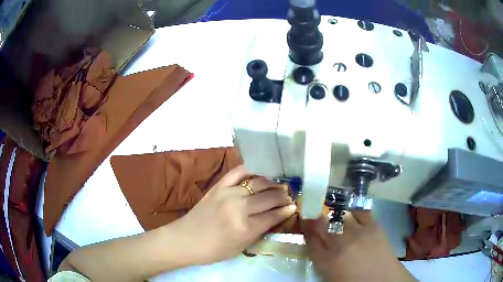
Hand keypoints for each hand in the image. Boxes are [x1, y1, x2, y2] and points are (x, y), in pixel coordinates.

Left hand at [171, 165, 295, 264]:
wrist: (186, 240)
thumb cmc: (214, 250)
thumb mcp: (241, 247)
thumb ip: (259, 231)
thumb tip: (276, 217)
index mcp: (245, 227)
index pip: (274, 215)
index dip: (286, 210)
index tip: (293, 206)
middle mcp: (239, 207)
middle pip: (269, 197)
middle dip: (283, 196)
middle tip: (288, 196)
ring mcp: (228, 193)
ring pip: (258, 183)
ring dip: (272, 183)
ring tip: (279, 185)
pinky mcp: (218, 186)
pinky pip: (238, 172)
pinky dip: (252, 171)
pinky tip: (260, 174)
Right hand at [302, 211, 415, 281]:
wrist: (382, 281)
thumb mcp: (329, 276)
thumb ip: (320, 260)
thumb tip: (316, 244)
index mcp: (325, 262)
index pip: (309, 239)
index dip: (305, 227)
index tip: (304, 221)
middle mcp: (338, 245)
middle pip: (321, 225)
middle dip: (316, 219)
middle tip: (317, 218)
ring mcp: (357, 233)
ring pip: (340, 217)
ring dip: (336, 218)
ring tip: (339, 221)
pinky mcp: (373, 227)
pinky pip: (360, 212)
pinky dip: (355, 213)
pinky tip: (354, 217)